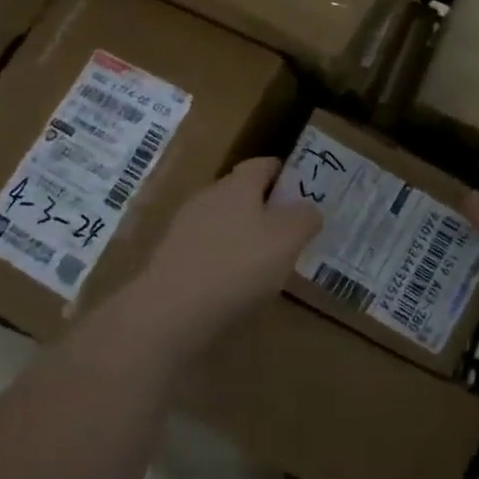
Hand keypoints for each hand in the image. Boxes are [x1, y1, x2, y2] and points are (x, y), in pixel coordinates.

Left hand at [131, 158, 321, 351]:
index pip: (263, 164)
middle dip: (266, 208)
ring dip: (244, 237)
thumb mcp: (288, 239)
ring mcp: (184, 230)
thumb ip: (304, 218)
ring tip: (268, 265)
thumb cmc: (237, 266)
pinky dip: (225, 262)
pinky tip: (236, 287)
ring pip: (223, 224)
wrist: (169, 314)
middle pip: (241, 194)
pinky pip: (207, 252)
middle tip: (291, 232)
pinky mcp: (172, 261)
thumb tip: (309, 209)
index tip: (305, 192)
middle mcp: (208, 198)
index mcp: (237, 185)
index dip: (285, 174)